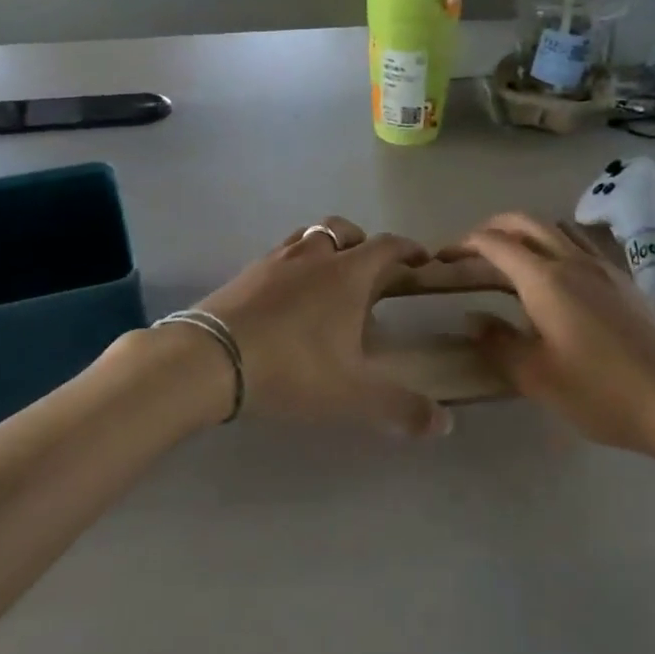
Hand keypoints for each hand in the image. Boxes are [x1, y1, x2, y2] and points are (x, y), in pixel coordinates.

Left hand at [194, 217, 453, 438]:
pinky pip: (279, 255)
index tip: (421, 258)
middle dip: (363, 242)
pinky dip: (293, 264)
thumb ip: (400, 408)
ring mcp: (274, 260)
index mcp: (347, 274)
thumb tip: (445, 424)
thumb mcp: (350, 395)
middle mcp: (313, 256)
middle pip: (344, 229)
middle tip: (370, 270)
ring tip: (328, 277)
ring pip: (308, 235)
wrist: (209, 358)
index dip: (408, 249)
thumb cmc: (291, 368)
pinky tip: (288, 295)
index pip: (387, 246)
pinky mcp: (245, 273)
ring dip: (325, 247)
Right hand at [440, 213, 654, 457]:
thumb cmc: (601, 393)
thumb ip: (498, 343)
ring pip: (558, 228)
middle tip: (471, 248)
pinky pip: (583, 244)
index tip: (445, 257)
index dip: (465, 244)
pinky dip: (557, 243)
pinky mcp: (626, 281)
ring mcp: (605, 267)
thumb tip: (472, 318)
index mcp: (546, 280)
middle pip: (527, 223)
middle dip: (493, 227)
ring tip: (512, 256)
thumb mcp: (537, 377)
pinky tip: (559, 274)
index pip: (496, 244)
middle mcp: (574, 261)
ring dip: (528, 231)